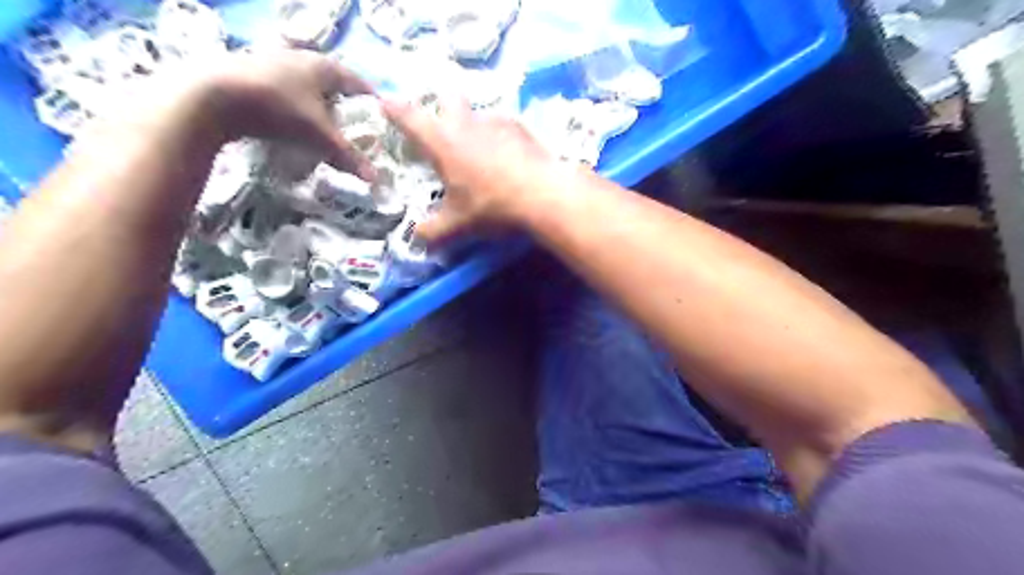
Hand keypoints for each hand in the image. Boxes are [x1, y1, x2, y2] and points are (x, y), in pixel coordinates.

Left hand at [198, 49, 377, 175]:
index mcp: (324, 67)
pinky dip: (296, 107)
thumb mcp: (319, 136)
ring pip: (307, 87)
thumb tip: (376, 180)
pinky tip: (292, 124)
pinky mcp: (252, 73)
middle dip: (345, 107)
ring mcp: (273, 63)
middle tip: (354, 130)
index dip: (372, 102)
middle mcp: (301, 58)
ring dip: (318, 107)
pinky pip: (285, 91)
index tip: (380, 120)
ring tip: (323, 130)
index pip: (358, 83)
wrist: (212, 97)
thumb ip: (349, 157)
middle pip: (333, 84)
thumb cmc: (278, 108)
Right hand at [383, 100, 563, 241]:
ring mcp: (497, 121)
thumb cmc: (492, 206)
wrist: (543, 195)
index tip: (385, 102)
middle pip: (447, 97)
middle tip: (441, 126)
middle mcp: (466, 123)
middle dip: (440, 105)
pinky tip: (508, 156)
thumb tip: (416, 237)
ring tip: (480, 149)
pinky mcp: (522, 128)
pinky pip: (504, 125)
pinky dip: (500, 136)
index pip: (409, 117)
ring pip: (478, 112)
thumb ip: (432, 231)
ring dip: (473, 124)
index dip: (394, 109)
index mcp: (442, 142)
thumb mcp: (458, 225)